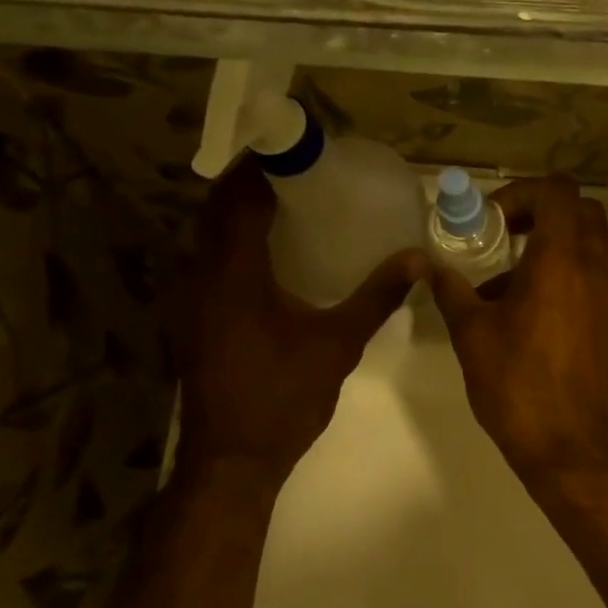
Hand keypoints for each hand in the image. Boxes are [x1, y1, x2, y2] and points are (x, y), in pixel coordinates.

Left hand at [167, 167, 422, 485]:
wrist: (233, 459)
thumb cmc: (284, 396)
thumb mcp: (337, 344)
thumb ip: (376, 297)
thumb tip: (417, 259)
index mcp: (233, 271)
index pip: (240, 196)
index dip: (264, 165)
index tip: (297, 149)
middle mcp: (200, 274)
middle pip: (217, 208)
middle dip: (251, 183)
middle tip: (298, 172)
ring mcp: (189, 298)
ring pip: (207, 236)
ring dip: (238, 213)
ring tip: (286, 205)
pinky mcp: (192, 319)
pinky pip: (208, 262)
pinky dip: (232, 244)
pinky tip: (268, 258)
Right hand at [429, 176, 607, 482]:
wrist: (568, 447)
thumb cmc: (516, 385)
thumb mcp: (472, 335)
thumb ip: (452, 291)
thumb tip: (430, 266)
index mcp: (561, 261)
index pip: (558, 191)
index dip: (522, 192)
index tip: (492, 221)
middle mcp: (593, 271)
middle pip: (581, 213)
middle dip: (541, 213)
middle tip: (503, 237)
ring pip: (588, 248)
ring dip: (550, 249)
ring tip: (504, 287)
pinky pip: (590, 282)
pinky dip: (563, 279)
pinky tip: (526, 318)